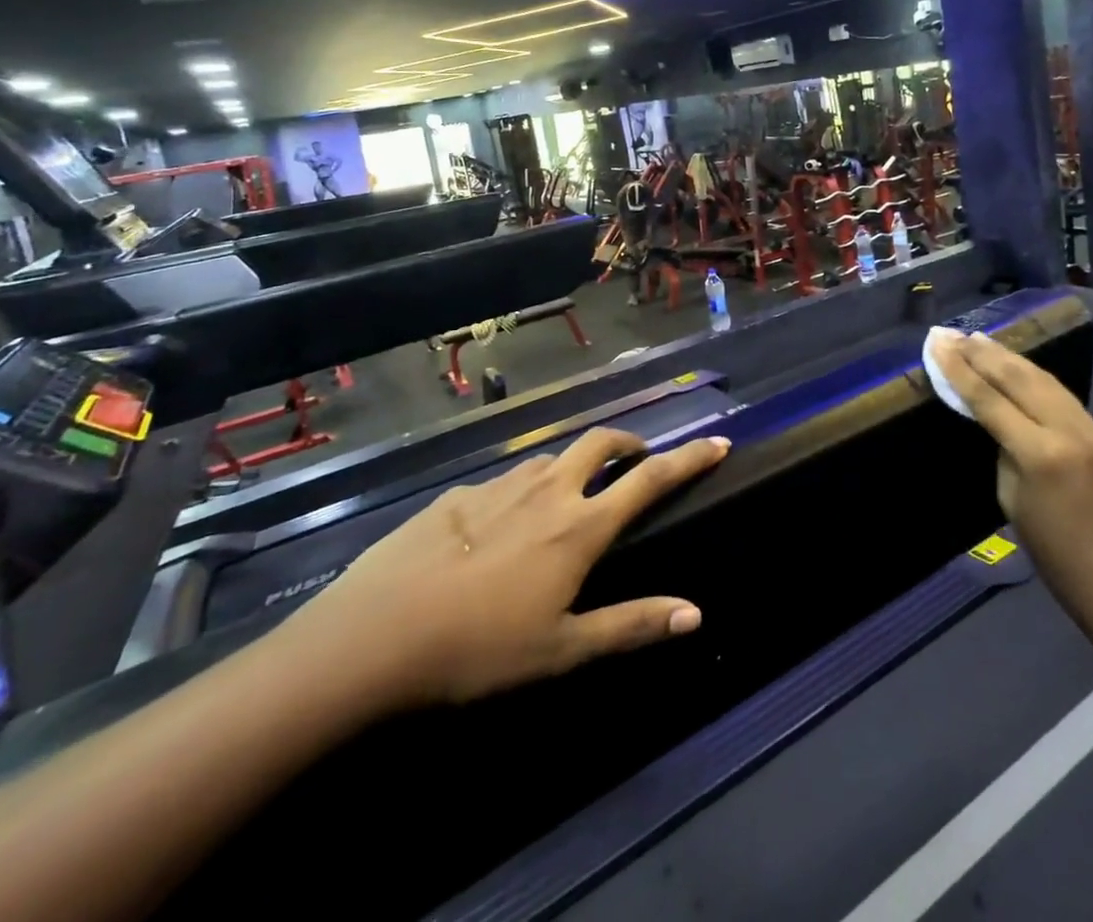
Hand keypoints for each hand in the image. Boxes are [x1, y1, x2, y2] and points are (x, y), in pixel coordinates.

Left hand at [277, 427, 729, 715]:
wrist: (375, 636)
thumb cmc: (480, 650)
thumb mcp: (563, 650)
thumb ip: (631, 625)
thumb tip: (694, 612)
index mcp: (580, 527)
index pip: (649, 480)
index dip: (688, 459)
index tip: (717, 442)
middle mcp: (547, 490)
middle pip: (600, 443)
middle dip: (628, 443)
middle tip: (637, 460)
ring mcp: (498, 487)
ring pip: (551, 457)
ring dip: (573, 466)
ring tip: (571, 495)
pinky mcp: (457, 496)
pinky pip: (504, 481)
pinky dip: (522, 490)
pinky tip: (499, 526)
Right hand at [931, 329, 1092, 640]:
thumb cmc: (1057, 559)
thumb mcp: (1013, 503)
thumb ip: (1005, 453)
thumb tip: (1000, 422)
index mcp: (1040, 454)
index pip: (989, 399)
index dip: (959, 370)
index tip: (937, 345)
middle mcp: (1068, 431)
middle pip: (1018, 378)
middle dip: (981, 353)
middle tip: (952, 334)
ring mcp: (1092, 430)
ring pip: (1043, 379)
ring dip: (1008, 357)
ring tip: (979, 339)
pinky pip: (1062, 396)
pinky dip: (1033, 376)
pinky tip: (1017, 366)